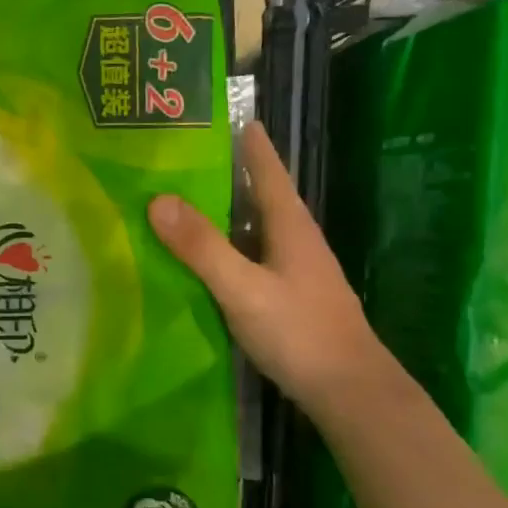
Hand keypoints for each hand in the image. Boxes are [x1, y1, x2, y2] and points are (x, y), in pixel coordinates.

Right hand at [150, 122, 395, 415]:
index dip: (247, 141)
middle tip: (178, 157)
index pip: (267, 169)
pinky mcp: (286, 294)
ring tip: (178, 200)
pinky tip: (199, 256)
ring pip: (251, 226)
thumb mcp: (243, 288)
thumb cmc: (300, 332)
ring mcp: (293, 268)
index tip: (221, 114)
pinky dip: (223, 246)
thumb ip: (202, 247)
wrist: (349, 392)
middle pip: (257, 194)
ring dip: (221, 211)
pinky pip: (248, 255)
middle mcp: (294, 239)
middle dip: (224, 172)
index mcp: (290, 225)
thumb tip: (158, 199)